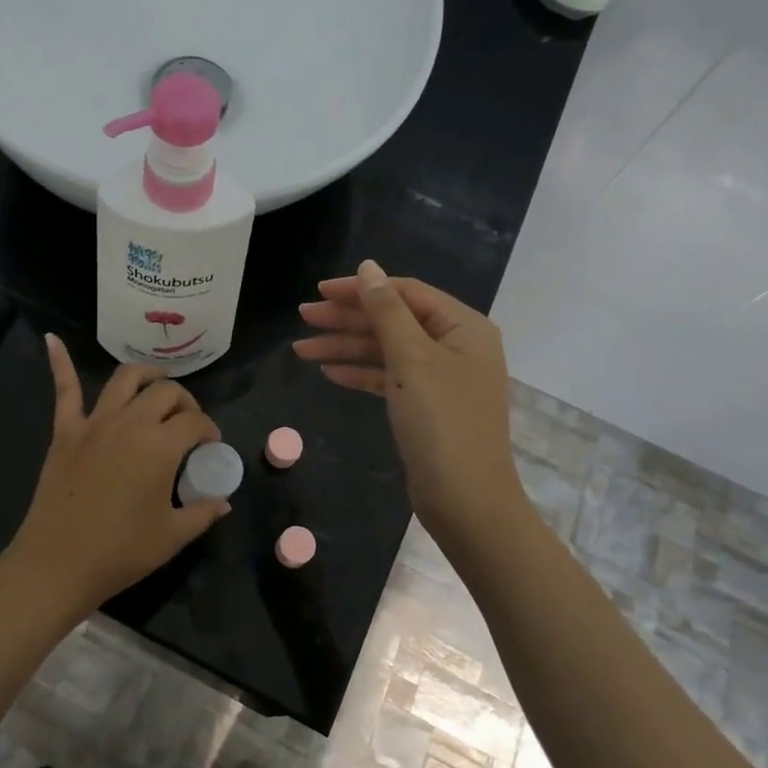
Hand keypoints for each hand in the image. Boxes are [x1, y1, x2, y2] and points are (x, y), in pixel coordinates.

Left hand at [3, 335, 228, 618]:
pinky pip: (64, 390)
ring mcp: (95, 423)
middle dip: (184, 401)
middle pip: (165, 392)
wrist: (58, 564)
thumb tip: (223, 502)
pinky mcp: (65, 431)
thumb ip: (202, 513)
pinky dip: (59, 362)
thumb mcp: (173, 536)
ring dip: (146, 375)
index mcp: (161, 446)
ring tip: (157, 382)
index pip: (195, 422)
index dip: (209, 430)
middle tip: (188, 422)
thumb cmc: (121, 552)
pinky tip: (52, 340)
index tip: (211, 446)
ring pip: (125, 379)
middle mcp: (130, 422)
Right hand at [294, 260, 524, 545]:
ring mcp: (440, 378)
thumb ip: (387, 311)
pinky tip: (328, 372)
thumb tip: (369, 268)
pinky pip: (389, 378)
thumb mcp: (412, 359)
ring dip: (346, 348)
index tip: (319, 291)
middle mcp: (455, 346)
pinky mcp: (426, 406)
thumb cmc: (442, 422)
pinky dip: (360, 373)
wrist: (465, 500)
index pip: (406, 293)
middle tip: (303, 318)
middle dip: (347, 319)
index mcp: (463, 327)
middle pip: (394, 320)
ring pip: (387, 351)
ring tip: (301, 349)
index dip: (361, 289)